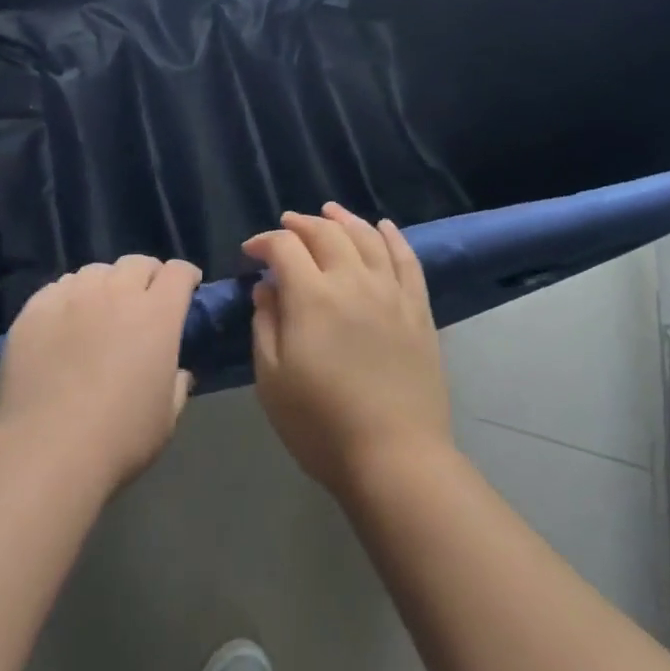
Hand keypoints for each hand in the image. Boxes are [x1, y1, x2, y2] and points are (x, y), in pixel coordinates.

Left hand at [0, 255, 202, 494]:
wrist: (46, 451)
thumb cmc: (118, 438)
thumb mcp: (166, 418)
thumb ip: (178, 384)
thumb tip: (177, 371)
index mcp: (157, 314)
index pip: (178, 272)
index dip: (186, 277)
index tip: (187, 289)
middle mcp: (117, 292)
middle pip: (137, 263)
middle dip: (147, 276)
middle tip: (144, 300)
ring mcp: (73, 296)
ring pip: (96, 271)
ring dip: (106, 284)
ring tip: (100, 309)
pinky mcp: (36, 308)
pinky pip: (58, 288)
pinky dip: (69, 297)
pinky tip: (64, 321)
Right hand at [246, 204, 451, 497]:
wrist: (395, 458)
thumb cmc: (321, 424)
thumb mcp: (272, 379)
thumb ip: (265, 324)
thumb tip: (267, 288)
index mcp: (312, 296)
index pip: (284, 247)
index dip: (264, 242)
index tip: (251, 254)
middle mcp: (352, 281)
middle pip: (326, 233)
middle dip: (301, 224)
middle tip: (286, 227)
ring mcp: (390, 293)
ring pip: (367, 237)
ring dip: (344, 219)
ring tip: (330, 212)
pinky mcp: (418, 310)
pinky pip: (407, 260)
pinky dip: (393, 237)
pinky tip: (383, 226)